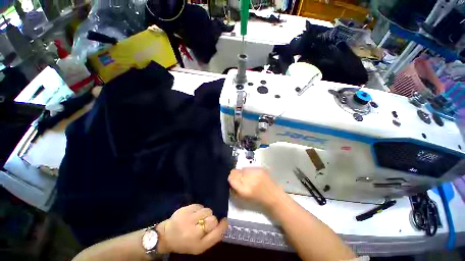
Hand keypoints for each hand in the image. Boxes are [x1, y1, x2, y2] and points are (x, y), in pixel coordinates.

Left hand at [156, 204, 227, 254]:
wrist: (167, 235)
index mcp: (198, 245)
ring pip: (207, 210)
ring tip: (198, 218)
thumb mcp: (200, 246)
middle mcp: (193, 232)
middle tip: (204, 223)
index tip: (223, 221)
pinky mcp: (185, 209)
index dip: (222, 226)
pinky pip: (200, 205)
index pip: (217, 233)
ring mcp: (188, 219)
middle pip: (213, 219)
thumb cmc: (186, 242)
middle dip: (211, 220)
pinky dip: (199, 209)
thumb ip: (213, 236)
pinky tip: (193, 214)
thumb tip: (225, 222)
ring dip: (205, 214)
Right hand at [228, 167, 284, 208]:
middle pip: (235, 171)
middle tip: (239, 179)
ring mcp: (256, 172)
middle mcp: (249, 178)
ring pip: (242, 168)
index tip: (231, 181)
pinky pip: (249, 167)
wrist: (275, 198)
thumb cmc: (259, 202)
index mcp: (244, 189)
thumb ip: (234, 189)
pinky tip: (253, 176)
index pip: (231, 177)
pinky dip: (249, 171)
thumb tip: (230, 181)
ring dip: (242, 173)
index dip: (230, 179)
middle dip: (235, 175)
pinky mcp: (260, 168)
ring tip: (247, 178)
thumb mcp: (243, 199)